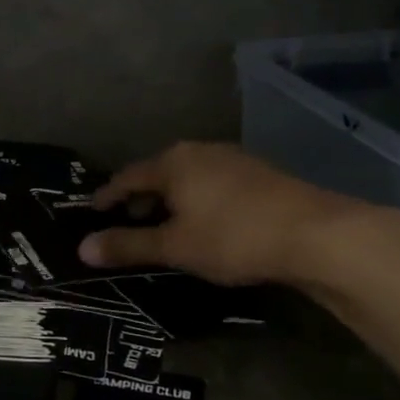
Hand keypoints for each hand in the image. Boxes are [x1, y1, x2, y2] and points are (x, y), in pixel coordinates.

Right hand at [78, 141, 382, 287]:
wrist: (316, 234)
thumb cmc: (233, 237)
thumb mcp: (175, 247)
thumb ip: (128, 246)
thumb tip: (82, 248)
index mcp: (172, 162)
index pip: (127, 176)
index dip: (108, 196)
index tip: (94, 211)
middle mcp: (199, 151)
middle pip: (158, 173)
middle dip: (140, 198)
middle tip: (128, 222)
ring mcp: (233, 159)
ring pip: (188, 177)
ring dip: (171, 200)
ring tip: (167, 226)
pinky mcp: (260, 174)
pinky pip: (213, 183)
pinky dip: (198, 200)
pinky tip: (207, 223)